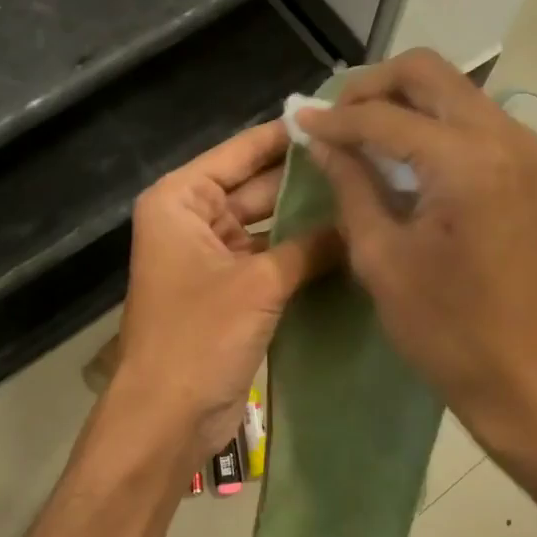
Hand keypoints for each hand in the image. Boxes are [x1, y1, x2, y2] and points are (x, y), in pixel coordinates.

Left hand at [115, 120, 336, 460]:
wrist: (168, 417)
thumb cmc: (199, 337)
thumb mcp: (259, 283)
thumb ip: (310, 246)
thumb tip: (358, 221)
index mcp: (181, 200)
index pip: (240, 152)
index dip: (286, 137)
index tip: (337, 119)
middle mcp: (194, 220)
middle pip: (257, 187)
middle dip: (306, 180)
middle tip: (367, 162)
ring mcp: (214, 256)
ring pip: (269, 225)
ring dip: (308, 219)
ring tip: (368, 197)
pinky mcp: (232, 291)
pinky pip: (273, 259)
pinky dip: (303, 254)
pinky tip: (349, 242)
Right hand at [296, 50, 536, 445]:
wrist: (521, 372)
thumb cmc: (445, 326)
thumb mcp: (381, 257)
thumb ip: (351, 185)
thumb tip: (323, 140)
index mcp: (465, 161)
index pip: (385, 116)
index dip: (336, 118)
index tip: (300, 123)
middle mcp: (502, 136)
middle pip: (428, 72)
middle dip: (373, 87)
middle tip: (336, 120)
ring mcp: (522, 148)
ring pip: (452, 89)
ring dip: (403, 100)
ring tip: (360, 134)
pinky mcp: (526, 166)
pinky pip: (470, 117)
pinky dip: (430, 121)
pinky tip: (400, 151)